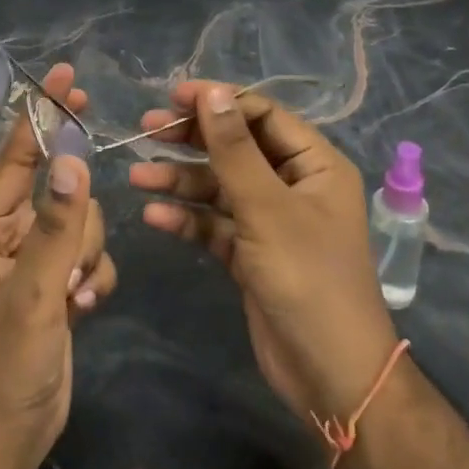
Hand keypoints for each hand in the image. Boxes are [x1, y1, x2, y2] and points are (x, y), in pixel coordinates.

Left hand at [0, 63, 116, 468]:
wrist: (6, 439)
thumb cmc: (2, 365)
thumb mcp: (32, 295)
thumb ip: (55, 226)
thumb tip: (73, 159)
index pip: (18, 153)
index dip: (41, 113)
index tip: (66, 77)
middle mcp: (12, 232)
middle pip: (62, 187)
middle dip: (74, 219)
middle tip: (68, 260)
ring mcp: (39, 257)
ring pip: (83, 221)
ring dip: (84, 255)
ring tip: (68, 297)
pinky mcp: (62, 281)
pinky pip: (93, 253)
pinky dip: (94, 277)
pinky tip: (81, 310)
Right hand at [129, 81, 398, 427]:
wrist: (330, 376)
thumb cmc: (307, 278)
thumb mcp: (267, 208)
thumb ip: (235, 149)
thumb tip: (212, 92)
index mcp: (314, 164)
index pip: (262, 115)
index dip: (219, 102)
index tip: (174, 98)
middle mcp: (294, 184)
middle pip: (237, 148)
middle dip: (192, 139)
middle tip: (146, 129)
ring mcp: (271, 220)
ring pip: (220, 187)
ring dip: (181, 181)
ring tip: (138, 176)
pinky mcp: (251, 254)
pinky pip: (215, 224)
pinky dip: (188, 219)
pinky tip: (155, 216)